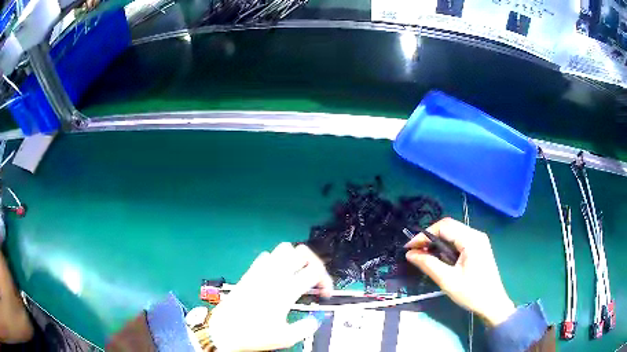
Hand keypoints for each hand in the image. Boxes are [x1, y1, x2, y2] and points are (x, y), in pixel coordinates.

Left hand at [208, 243, 332, 350]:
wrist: (224, 330)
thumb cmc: (253, 334)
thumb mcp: (285, 338)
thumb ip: (306, 327)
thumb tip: (316, 320)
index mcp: (285, 291)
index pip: (314, 271)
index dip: (326, 280)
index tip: (324, 293)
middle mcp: (273, 276)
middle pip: (301, 252)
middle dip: (313, 263)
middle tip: (314, 279)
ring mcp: (260, 272)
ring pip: (283, 248)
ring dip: (295, 258)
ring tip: (298, 274)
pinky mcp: (249, 273)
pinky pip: (266, 255)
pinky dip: (276, 260)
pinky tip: (277, 275)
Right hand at [405, 218, 514, 326]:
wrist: (492, 303)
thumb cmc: (472, 293)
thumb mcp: (447, 280)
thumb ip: (428, 264)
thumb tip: (410, 254)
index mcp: (471, 239)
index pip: (444, 226)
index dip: (424, 234)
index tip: (409, 247)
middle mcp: (476, 234)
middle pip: (449, 227)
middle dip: (429, 237)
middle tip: (414, 252)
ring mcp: (478, 240)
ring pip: (453, 234)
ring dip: (437, 242)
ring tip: (423, 255)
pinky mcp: (478, 248)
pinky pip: (458, 241)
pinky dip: (445, 247)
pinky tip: (439, 258)